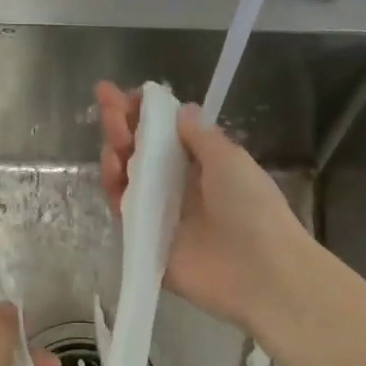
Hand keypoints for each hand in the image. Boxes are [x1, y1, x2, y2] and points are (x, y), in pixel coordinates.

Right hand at [95, 81, 311, 333]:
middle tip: (106, 103)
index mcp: (203, 166)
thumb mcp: (229, 159)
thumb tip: (180, 111)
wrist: (259, 271)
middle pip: (141, 153)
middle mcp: (179, 188)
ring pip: (127, 179)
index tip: (125, 94)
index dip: (145, 114)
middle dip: (122, 125)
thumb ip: (200, 136)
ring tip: (112, 136)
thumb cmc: (251, 207)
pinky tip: (111, 167)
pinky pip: (122, 212)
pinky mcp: (146, 243)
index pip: (165, 134)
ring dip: (116, 152)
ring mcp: (160, 216)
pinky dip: (113, 188)